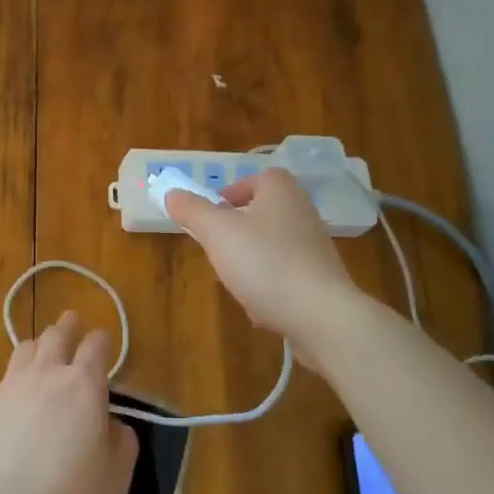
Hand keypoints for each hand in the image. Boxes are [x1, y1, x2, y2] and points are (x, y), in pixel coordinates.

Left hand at [0, 312, 138, 493]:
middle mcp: (45, 375)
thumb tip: (113, 425)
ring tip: (41, 352)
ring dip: (37, 347)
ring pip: (24, 350)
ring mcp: (9, 387)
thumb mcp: (115, 478)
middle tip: (71, 321)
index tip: (103, 340)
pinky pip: (1, 384)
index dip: (102, 340)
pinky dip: (12, 385)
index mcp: (83, 385)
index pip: (95, 346)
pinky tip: (12, 403)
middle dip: (67, 326)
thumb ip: (121, 443)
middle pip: (56, 336)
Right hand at [165, 169, 359, 364]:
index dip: (234, 191)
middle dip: (238, 230)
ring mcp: (315, 248)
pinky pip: (286, 276)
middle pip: (264, 212)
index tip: (214, 212)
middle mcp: (303, 213)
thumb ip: (192, 210)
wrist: (320, 315)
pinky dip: (269, 287)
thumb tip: (173, 193)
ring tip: (235, 279)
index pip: (259, 178)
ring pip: (273, 246)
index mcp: (281, 192)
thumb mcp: (217, 231)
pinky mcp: (321, 280)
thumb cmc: (265, 262)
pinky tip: (258, 307)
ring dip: (251, 260)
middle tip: (217, 246)